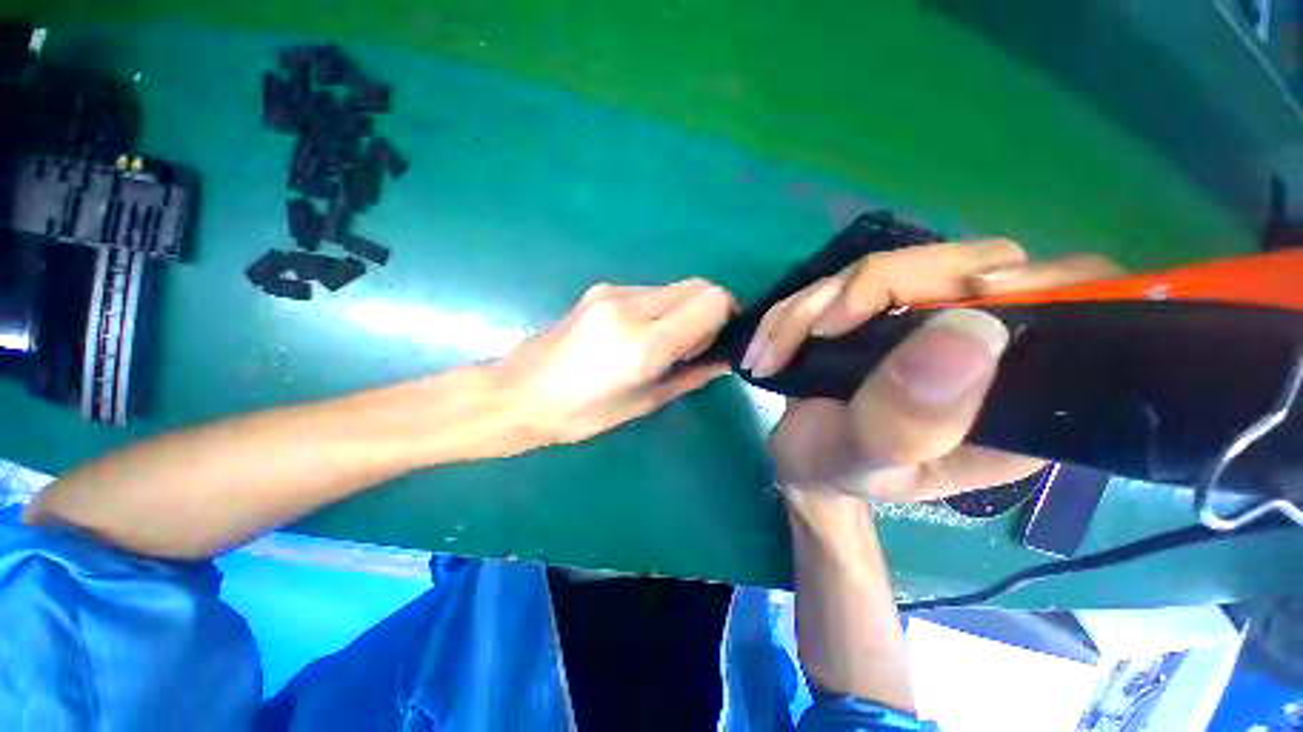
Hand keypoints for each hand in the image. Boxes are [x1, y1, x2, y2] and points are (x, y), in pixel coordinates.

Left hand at [501, 279, 736, 444]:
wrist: (518, 392)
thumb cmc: (580, 413)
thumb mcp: (642, 403)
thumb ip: (690, 376)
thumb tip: (724, 361)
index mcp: (643, 342)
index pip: (712, 301)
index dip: (728, 316)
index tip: (720, 342)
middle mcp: (630, 306)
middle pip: (698, 285)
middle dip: (711, 310)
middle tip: (696, 345)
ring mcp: (612, 292)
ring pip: (674, 287)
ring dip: (684, 309)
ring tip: (665, 343)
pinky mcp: (600, 290)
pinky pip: (649, 291)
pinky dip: (661, 308)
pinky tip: (640, 334)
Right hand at [761, 242, 1120, 501]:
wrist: (801, 458)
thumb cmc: (838, 473)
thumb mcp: (864, 463)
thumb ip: (906, 421)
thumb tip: (967, 333)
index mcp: (1018, 398)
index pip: (1072, 309)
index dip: (1035, 284)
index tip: (956, 297)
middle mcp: (988, 346)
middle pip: (964, 267)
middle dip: (870, 290)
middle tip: (812, 332)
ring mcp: (930, 319)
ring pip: (888, 269)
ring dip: (813, 305)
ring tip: (769, 354)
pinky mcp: (882, 309)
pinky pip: (845, 281)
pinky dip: (797, 307)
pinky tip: (770, 344)